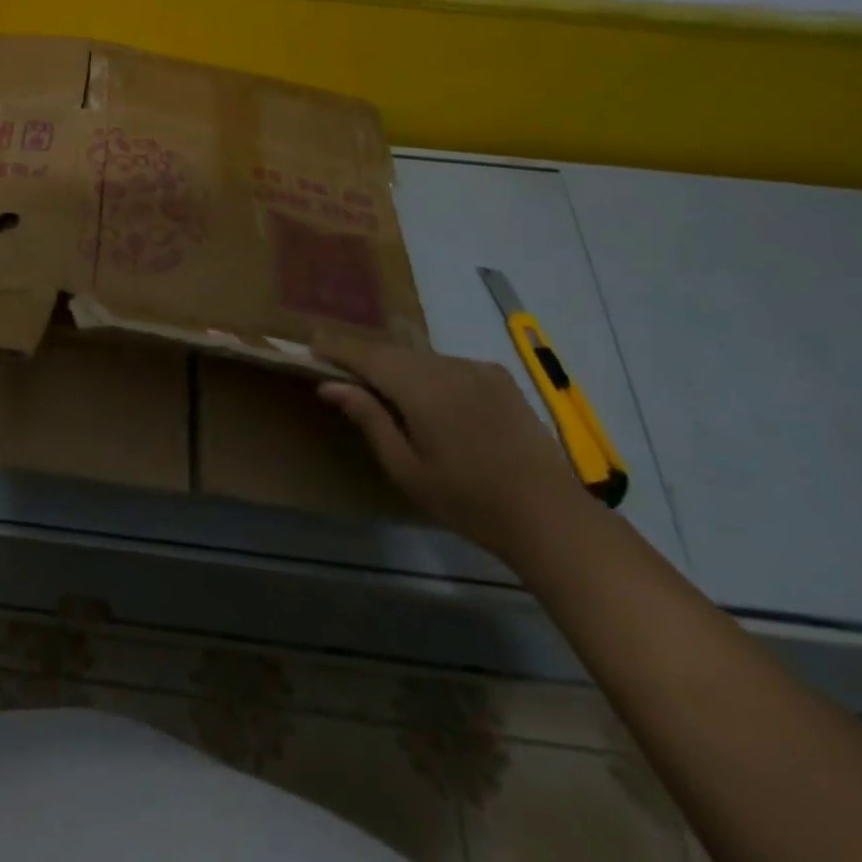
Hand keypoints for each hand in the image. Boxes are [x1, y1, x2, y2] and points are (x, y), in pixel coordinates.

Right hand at [312, 331, 590, 564]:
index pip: (367, 355)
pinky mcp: (498, 378)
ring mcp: (477, 369)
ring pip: (419, 357)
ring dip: (394, 364)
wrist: (551, 517)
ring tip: (375, 382)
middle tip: (335, 364)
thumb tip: (330, 384)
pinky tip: (422, 394)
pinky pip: (446, 365)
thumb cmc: (469, 501)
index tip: (310, 343)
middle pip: (392, 351)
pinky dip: (424, 372)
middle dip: (362, 355)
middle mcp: (448, 367)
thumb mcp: (406, 468)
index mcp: (422, 388)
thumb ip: (368, 418)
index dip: (337, 347)